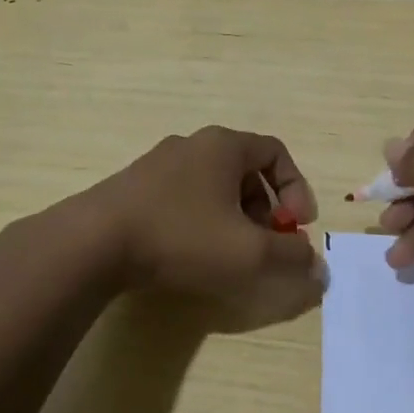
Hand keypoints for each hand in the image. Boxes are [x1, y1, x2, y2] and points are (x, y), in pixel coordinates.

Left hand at [90, 125, 322, 329]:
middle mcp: (192, 144)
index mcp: (224, 145)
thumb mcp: (248, 253)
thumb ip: (291, 258)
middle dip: (265, 209)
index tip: (298, 226)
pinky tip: (191, 253)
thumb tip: (319, 267)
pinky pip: (184, 197)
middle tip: (265, 244)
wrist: (94, 242)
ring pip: (213, 185)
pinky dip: (201, 220)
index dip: (296, 188)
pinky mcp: (134, 187)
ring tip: (229, 254)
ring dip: (234, 217)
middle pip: (245, 170)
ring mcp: (159, 163)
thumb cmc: (182, 237)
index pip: (276, 152)